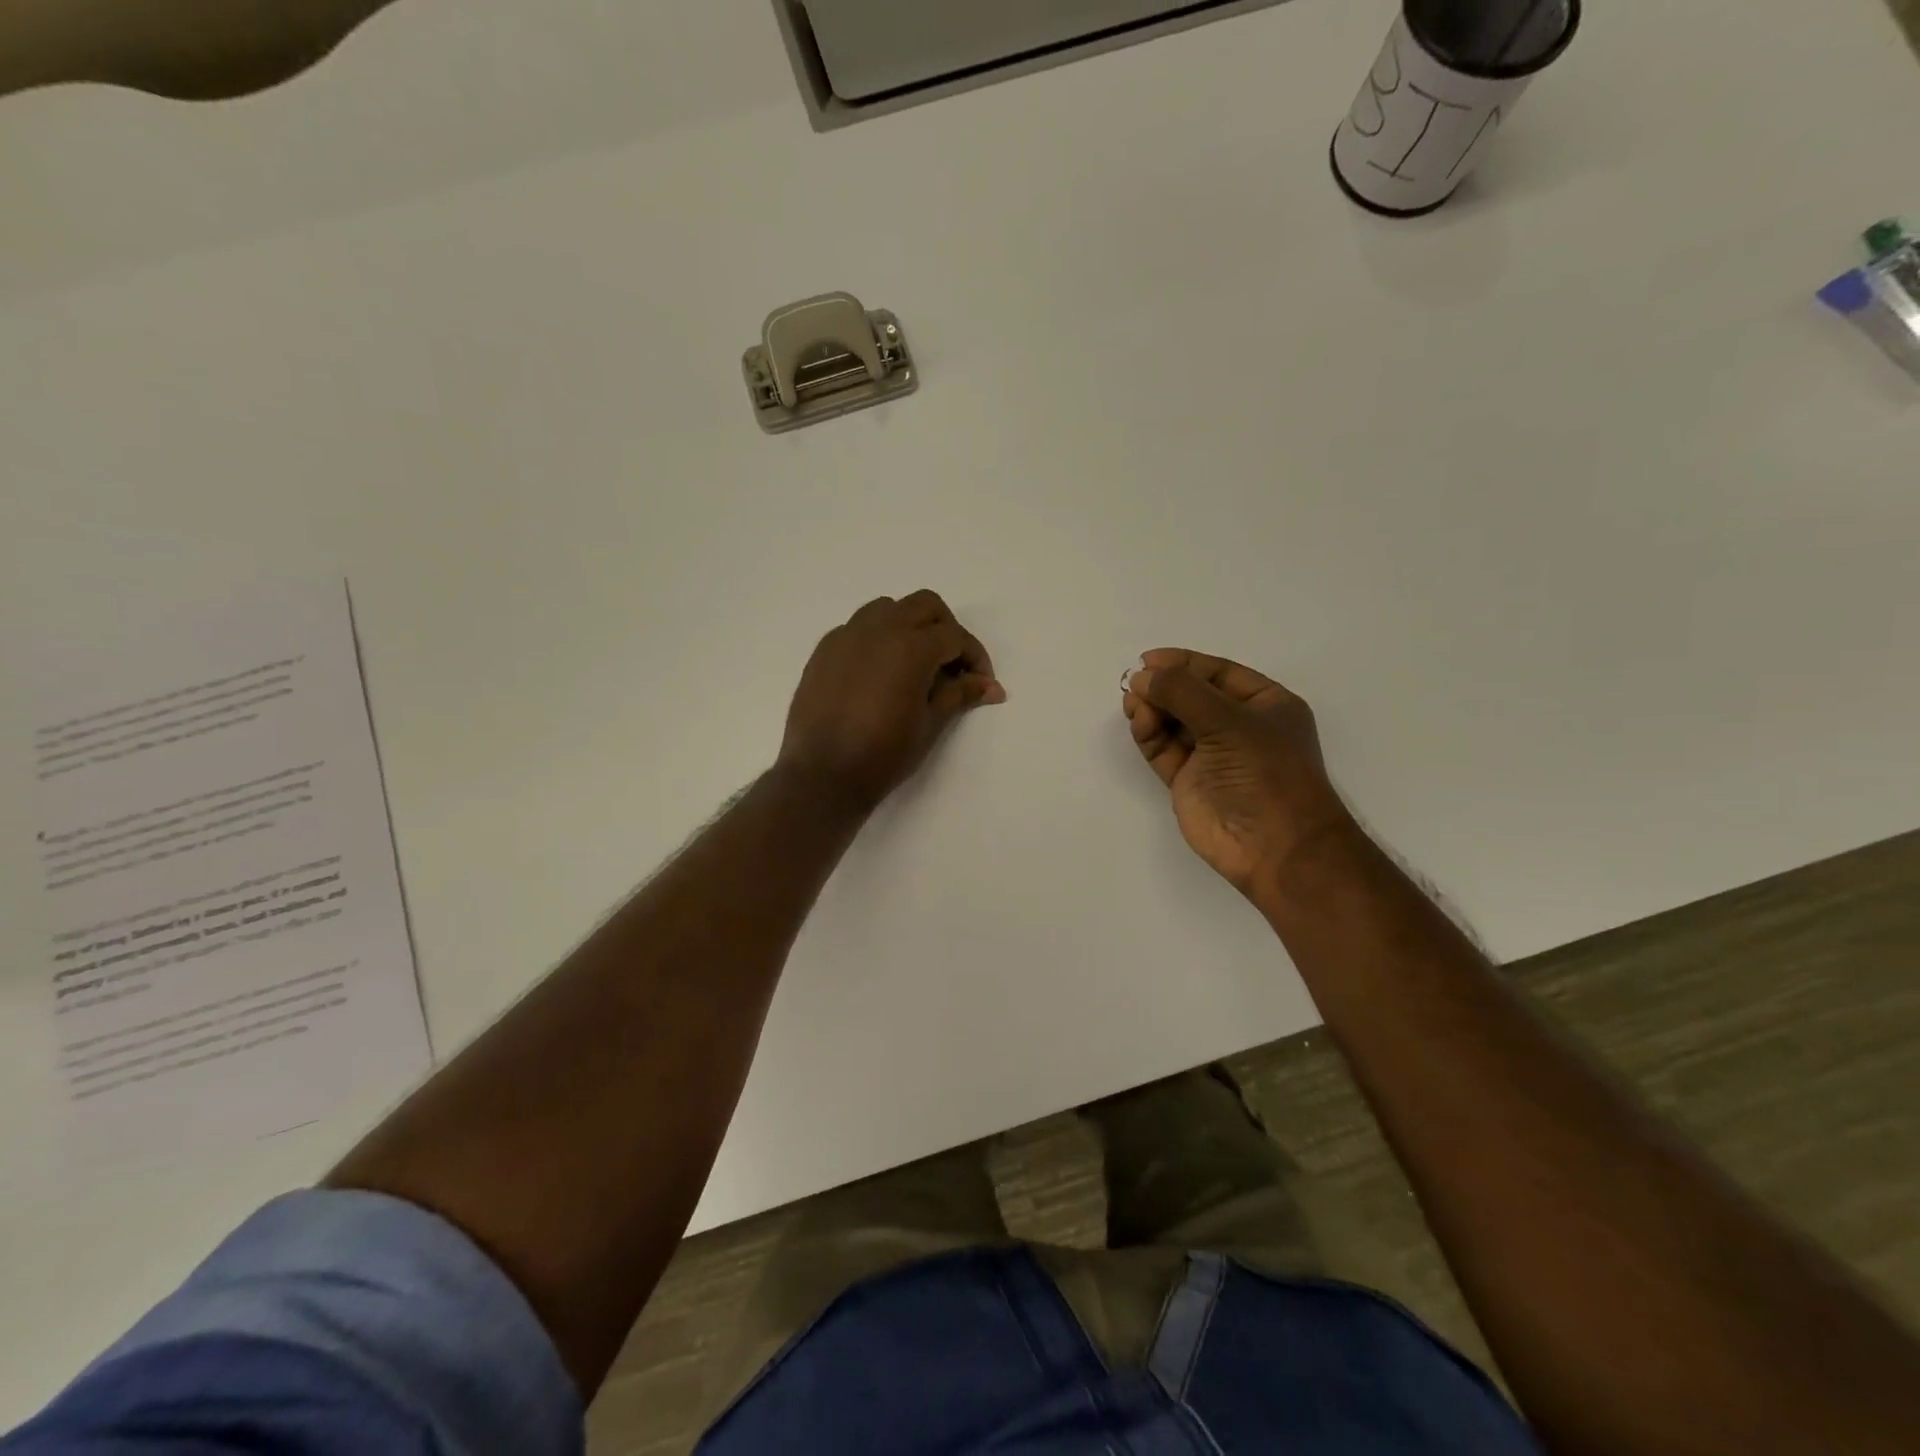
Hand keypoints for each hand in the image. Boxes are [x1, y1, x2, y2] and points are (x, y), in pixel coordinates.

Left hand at [779, 591, 1004, 812]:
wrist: (823, 775)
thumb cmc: (884, 753)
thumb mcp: (930, 724)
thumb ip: (961, 694)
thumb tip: (992, 686)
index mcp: (911, 646)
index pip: (955, 636)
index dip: (975, 657)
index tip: (981, 683)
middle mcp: (879, 629)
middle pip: (925, 605)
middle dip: (946, 629)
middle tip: (952, 666)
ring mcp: (847, 636)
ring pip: (888, 609)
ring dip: (909, 626)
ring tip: (915, 664)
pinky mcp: (824, 650)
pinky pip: (857, 628)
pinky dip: (877, 638)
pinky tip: (880, 673)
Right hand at [1122, 649, 1353, 899]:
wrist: (1275, 847)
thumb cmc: (1265, 773)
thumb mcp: (1229, 721)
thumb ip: (1183, 692)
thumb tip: (1141, 675)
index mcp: (1264, 705)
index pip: (1218, 673)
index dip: (1183, 663)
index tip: (1148, 660)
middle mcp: (1238, 727)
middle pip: (1192, 696)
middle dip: (1163, 687)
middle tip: (1134, 684)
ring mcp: (1212, 755)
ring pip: (1173, 722)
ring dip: (1152, 709)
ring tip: (1134, 704)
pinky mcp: (1188, 781)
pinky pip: (1163, 749)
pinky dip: (1149, 734)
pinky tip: (1140, 723)